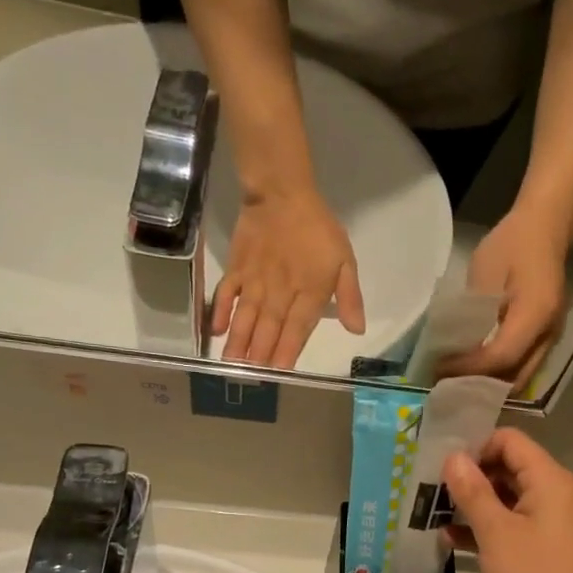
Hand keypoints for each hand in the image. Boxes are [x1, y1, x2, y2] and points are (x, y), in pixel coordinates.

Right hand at [215, 186, 365, 367]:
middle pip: (269, 328)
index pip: (297, 329)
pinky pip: (227, 293)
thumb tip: (357, 330)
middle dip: (260, 355)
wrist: (282, 193)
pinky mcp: (238, 268)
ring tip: (231, 365)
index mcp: (309, 292)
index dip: (288, 351)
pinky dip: (221, 312)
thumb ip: (350, 297)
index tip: (279, 373)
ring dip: (239, 342)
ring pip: (246, 317)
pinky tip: (216, 331)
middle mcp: (280, 291)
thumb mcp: (345, 260)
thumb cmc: (319, 228)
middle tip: (250, 379)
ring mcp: (256, 281)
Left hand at [439, 209, 569, 392]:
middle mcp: (548, 334)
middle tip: (447, 382)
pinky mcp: (546, 337)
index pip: (501, 357)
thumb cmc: (513, 243)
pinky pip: (523, 366)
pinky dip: (499, 373)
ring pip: (520, 376)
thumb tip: (457, 347)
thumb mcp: (485, 271)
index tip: (441, 368)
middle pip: (514, 377)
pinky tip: (476, 368)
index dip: (469, 368)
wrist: (547, 226)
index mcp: (535, 314)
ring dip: (490, 383)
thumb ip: (474, 312)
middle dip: (480, 385)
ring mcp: (550, 338)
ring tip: (459, 379)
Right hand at [441, 429, 572, 572]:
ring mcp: (547, 522)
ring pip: (504, 499)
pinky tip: (450, 540)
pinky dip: (483, 529)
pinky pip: (508, 526)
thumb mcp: (496, 532)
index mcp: (547, 479)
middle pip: (506, 468)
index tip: (443, 466)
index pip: (509, 441)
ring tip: (432, 513)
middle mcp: (551, 493)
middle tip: (430, 489)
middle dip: (469, 477)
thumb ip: (473, 491)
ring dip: (472, 505)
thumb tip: (454, 457)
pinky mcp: (540, 548)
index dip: (476, 447)